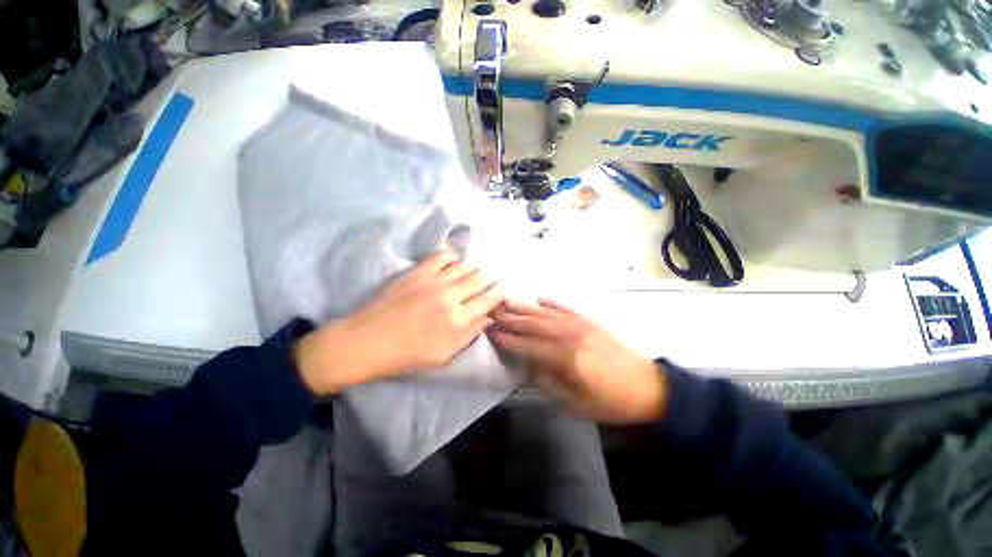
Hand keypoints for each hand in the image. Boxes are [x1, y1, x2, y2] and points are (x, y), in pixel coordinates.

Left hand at [294, 250, 504, 394]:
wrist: (368, 341)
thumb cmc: (407, 355)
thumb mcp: (444, 355)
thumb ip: (469, 335)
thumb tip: (488, 318)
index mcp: (459, 319)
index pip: (488, 300)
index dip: (500, 293)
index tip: (504, 289)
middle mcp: (451, 296)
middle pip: (480, 280)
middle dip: (491, 277)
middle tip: (494, 277)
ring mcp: (434, 281)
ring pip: (464, 266)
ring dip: (475, 266)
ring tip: (478, 268)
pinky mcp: (418, 272)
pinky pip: (441, 256)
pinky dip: (452, 255)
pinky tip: (455, 259)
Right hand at [490, 299, 666, 423]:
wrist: (647, 385)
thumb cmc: (610, 401)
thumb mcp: (576, 404)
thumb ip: (548, 382)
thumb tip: (528, 366)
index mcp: (566, 358)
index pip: (529, 347)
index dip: (509, 340)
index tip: (492, 333)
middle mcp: (570, 335)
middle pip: (533, 325)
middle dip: (511, 319)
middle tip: (492, 312)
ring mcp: (580, 324)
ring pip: (545, 313)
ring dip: (524, 308)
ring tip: (507, 302)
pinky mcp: (588, 320)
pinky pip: (564, 308)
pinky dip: (549, 303)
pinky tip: (538, 299)